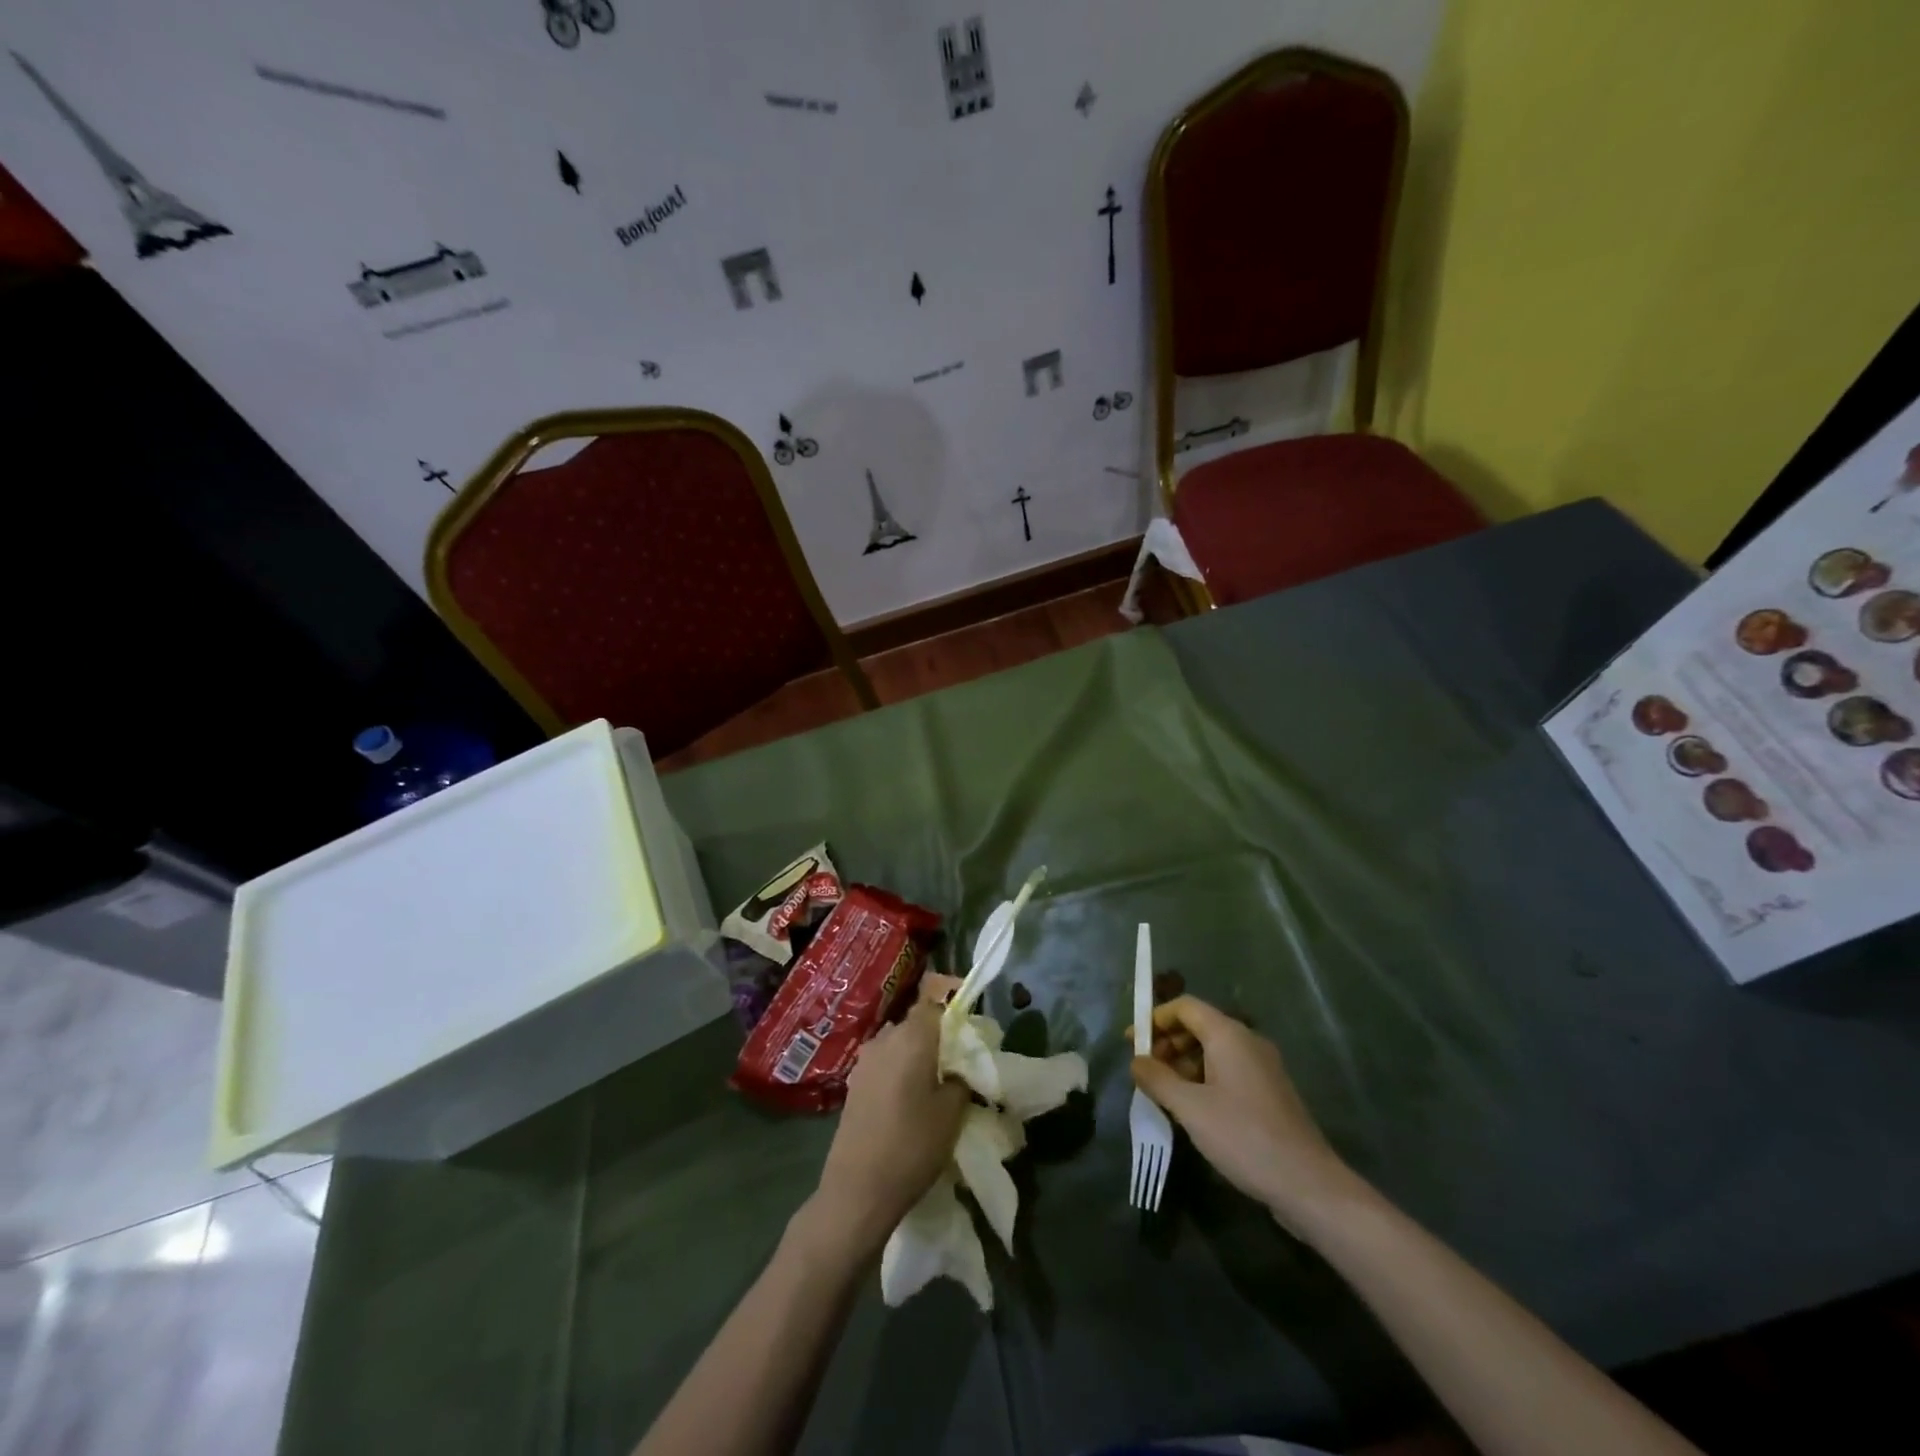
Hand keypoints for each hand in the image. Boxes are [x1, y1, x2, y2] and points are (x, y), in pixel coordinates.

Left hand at [813, 973, 967, 1249]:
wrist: (857, 1190)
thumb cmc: (911, 1146)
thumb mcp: (952, 1113)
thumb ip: (960, 1079)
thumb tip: (959, 1067)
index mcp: (911, 1037)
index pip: (933, 1000)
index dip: (953, 1005)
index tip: (971, 1023)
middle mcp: (884, 1039)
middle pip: (916, 1022)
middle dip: (938, 1034)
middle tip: (960, 1059)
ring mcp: (865, 1061)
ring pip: (899, 1043)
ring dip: (918, 1054)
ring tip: (937, 1082)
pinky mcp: (854, 1084)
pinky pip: (885, 1063)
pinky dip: (901, 1070)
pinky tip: (911, 1099)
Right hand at [1131, 995, 1367, 1234]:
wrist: (1307, 1184)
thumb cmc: (1243, 1137)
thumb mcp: (1190, 1108)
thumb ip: (1157, 1079)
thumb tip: (1136, 1061)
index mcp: (1229, 1035)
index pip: (1185, 1007)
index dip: (1155, 1018)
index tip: (1132, 1041)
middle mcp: (1248, 1041)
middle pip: (1199, 1026)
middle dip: (1168, 1042)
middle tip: (1145, 1069)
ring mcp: (1262, 1067)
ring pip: (1214, 1050)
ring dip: (1184, 1063)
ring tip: (1163, 1091)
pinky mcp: (1269, 1092)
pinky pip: (1228, 1070)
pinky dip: (1204, 1077)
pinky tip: (1192, 1107)